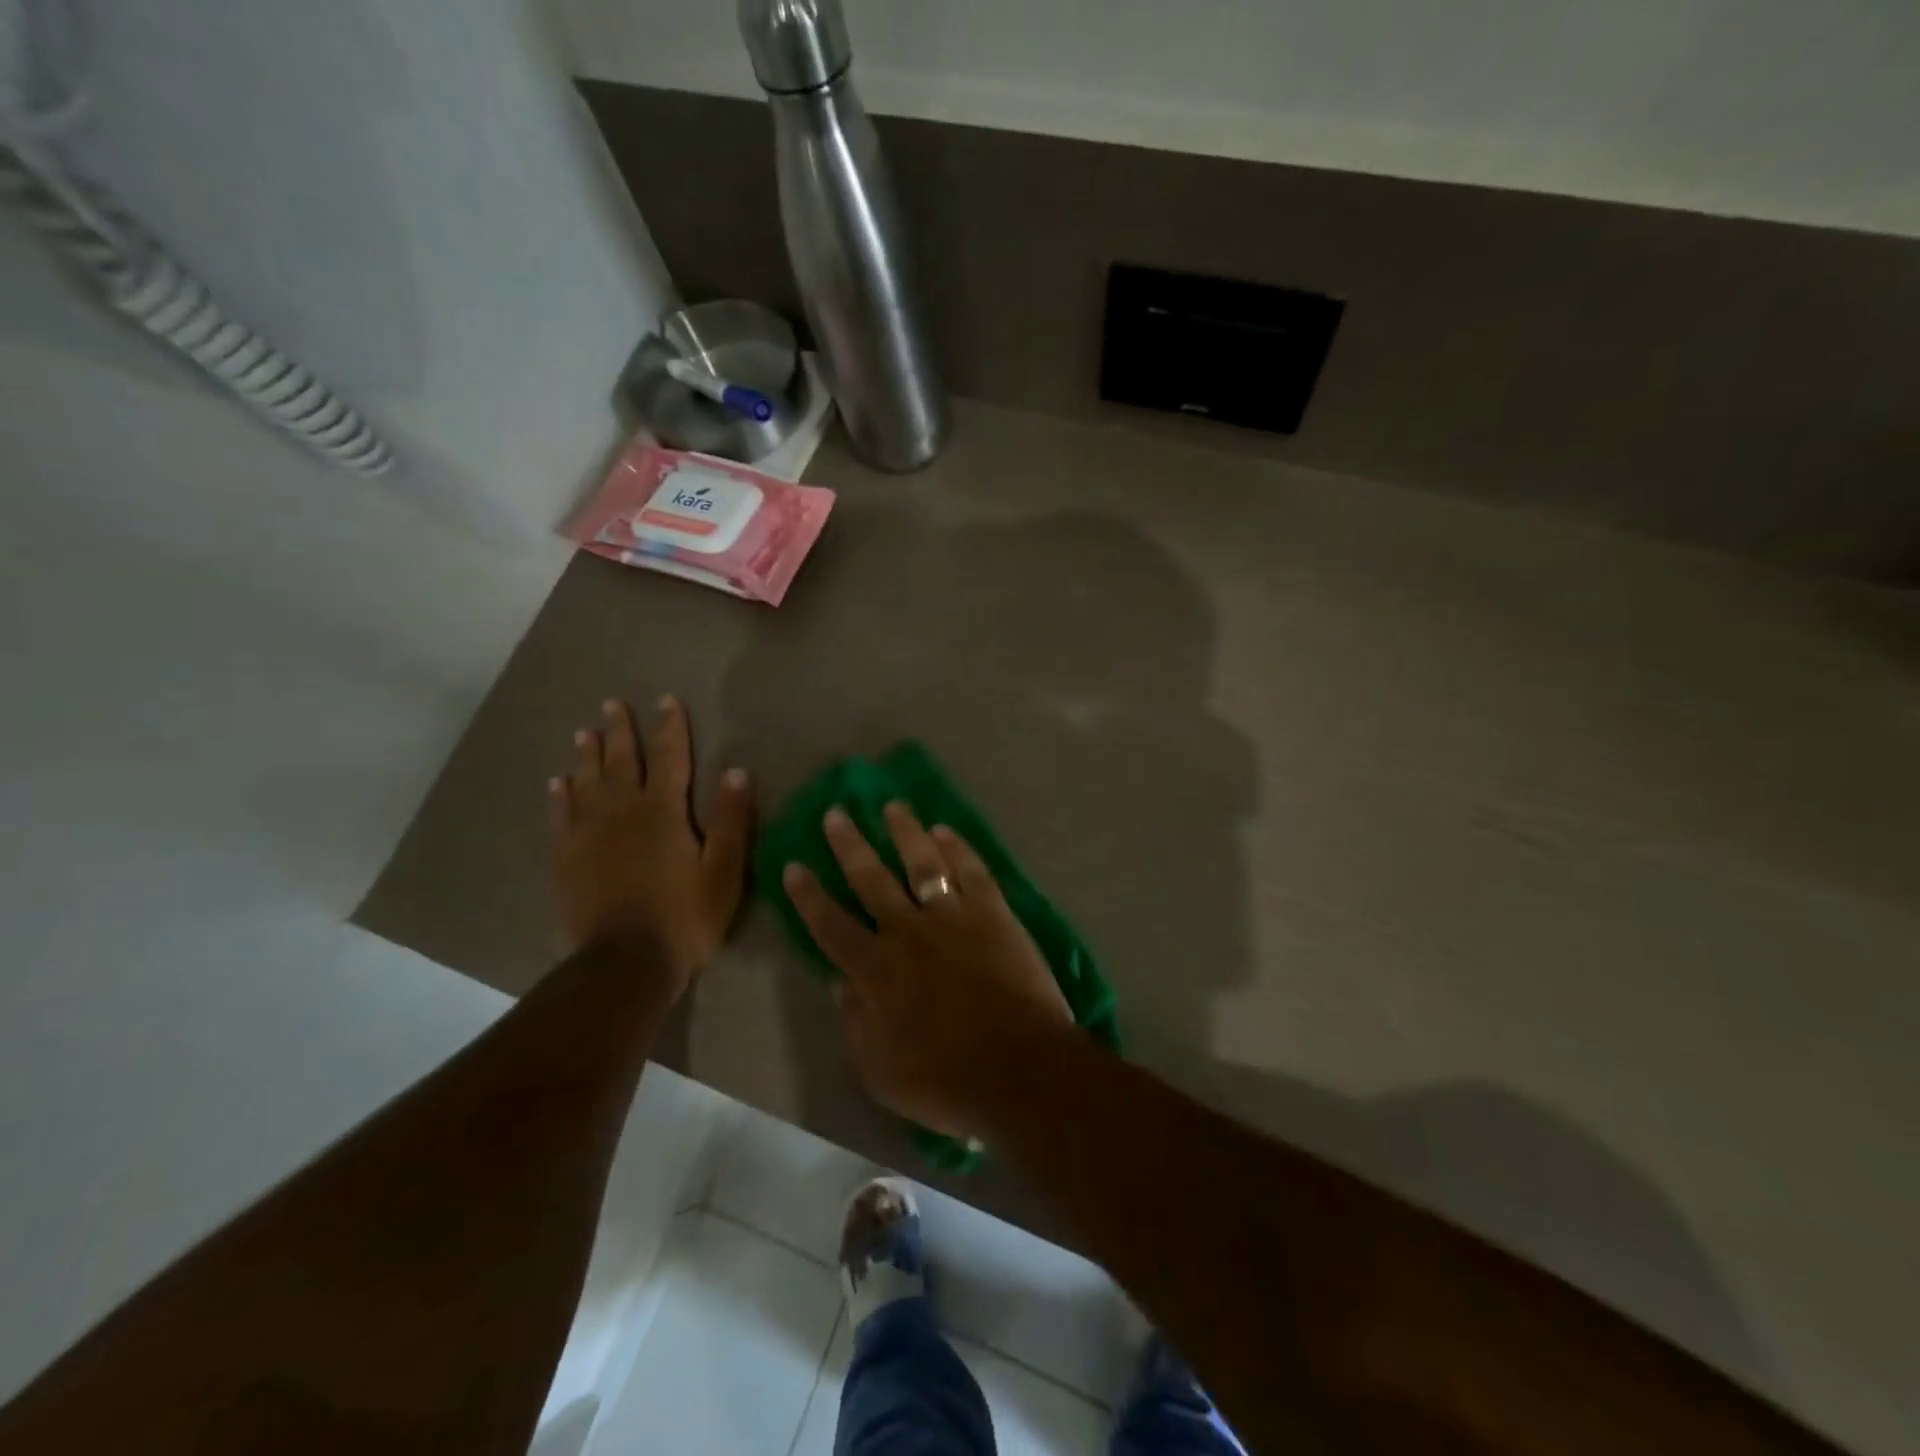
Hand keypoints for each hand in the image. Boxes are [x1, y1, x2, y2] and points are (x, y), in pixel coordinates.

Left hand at [551, 695, 751, 997]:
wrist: (625, 963)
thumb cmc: (685, 917)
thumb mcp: (725, 871)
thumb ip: (732, 820)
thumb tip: (737, 771)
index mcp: (663, 812)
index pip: (669, 757)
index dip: (670, 727)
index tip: (666, 699)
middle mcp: (623, 813)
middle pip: (621, 762)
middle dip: (620, 731)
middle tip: (612, 703)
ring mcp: (589, 835)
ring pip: (587, 783)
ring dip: (587, 755)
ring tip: (584, 732)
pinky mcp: (568, 860)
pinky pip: (562, 818)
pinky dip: (560, 797)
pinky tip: (558, 784)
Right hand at [783, 802, 1073, 1139]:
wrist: (1022, 1070)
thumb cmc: (947, 1082)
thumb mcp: (880, 1072)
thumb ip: (855, 1022)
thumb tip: (838, 982)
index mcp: (876, 970)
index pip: (831, 925)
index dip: (808, 895)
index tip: (793, 866)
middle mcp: (908, 932)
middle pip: (871, 879)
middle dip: (849, 844)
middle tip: (835, 813)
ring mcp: (954, 917)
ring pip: (922, 862)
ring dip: (904, 831)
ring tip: (891, 805)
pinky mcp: (993, 913)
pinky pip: (971, 870)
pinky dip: (956, 847)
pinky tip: (944, 830)